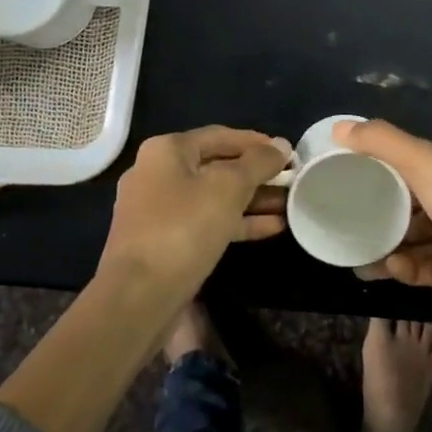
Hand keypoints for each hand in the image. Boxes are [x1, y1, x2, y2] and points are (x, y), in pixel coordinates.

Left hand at [96, 126, 289, 308]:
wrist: (139, 295)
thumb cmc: (184, 228)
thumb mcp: (228, 188)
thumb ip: (258, 163)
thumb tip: (281, 145)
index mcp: (167, 150)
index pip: (220, 136)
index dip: (257, 142)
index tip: (288, 152)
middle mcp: (157, 173)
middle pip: (217, 166)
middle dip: (257, 175)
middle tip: (293, 181)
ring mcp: (159, 210)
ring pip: (214, 197)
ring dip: (252, 200)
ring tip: (289, 205)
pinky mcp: (165, 241)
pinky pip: (207, 222)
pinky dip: (237, 222)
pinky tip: (271, 228)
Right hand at [335, 119, 431, 341]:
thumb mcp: (430, 167)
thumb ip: (384, 144)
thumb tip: (340, 128)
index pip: (421, 162)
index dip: (386, 167)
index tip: (352, 177)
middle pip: (420, 202)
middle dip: (384, 210)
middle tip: (348, 218)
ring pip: (423, 238)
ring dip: (391, 243)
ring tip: (356, 250)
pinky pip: (431, 268)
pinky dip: (408, 268)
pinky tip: (385, 270)